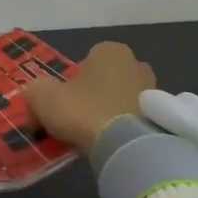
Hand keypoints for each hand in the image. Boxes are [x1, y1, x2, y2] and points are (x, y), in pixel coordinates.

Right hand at [23, 41, 156, 153]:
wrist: (126, 146)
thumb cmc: (83, 110)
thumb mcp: (42, 96)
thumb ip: (35, 90)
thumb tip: (37, 97)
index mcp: (109, 50)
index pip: (83, 63)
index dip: (68, 84)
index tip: (60, 105)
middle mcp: (135, 63)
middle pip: (103, 80)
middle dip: (90, 96)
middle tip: (75, 120)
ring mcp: (154, 90)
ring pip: (119, 99)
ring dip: (107, 112)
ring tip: (92, 136)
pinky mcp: (162, 116)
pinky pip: (134, 118)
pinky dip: (123, 128)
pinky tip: (110, 144)